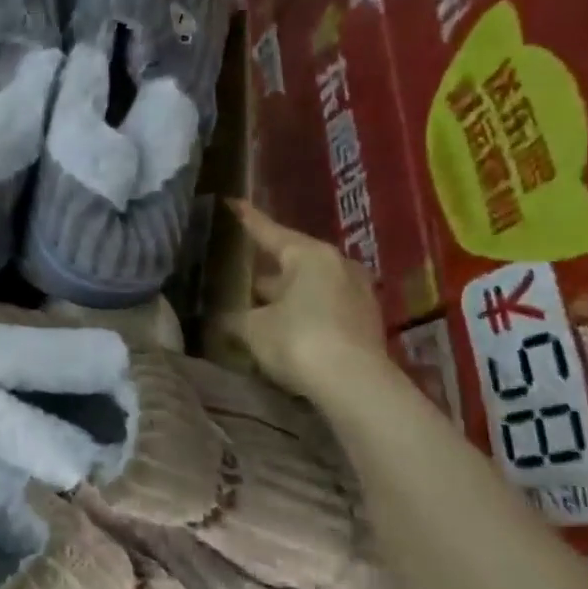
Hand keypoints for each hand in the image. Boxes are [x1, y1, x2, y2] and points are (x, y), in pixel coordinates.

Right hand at [218, 201, 387, 395]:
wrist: (355, 386)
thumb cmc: (298, 341)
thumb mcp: (254, 328)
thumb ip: (236, 318)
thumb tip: (223, 317)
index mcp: (309, 255)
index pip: (269, 231)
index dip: (247, 219)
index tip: (232, 203)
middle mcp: (337, 266)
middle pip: (292, 260)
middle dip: (266, 269)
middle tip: (239, 271)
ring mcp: (356, 293)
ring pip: (309, 286)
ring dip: (285, 294)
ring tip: (257, 304)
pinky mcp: (364, 322)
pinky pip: (324, 307)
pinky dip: (303, 312)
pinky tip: (283, 327)